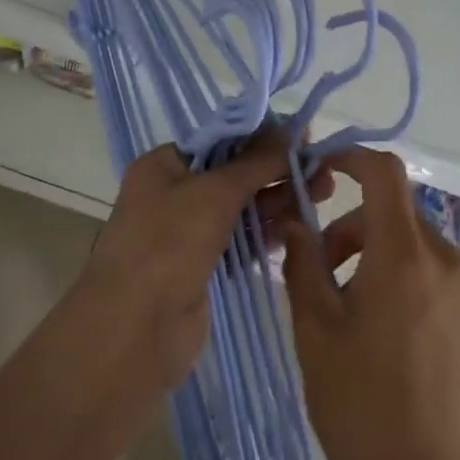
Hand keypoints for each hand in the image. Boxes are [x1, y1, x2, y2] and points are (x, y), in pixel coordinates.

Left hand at [81, 130, 333, 389]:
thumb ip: (257, 161)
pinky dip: (266, 233)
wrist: (135, 330)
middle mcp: (173, 194)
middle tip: (324, 173)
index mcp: (163, 165)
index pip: (221, 140)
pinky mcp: (203, 269)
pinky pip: (241, 241)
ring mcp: (187, 234)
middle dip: (277, 171)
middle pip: (234, 173)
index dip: (263, 138)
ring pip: (241, 209)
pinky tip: (299, 229)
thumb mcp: (214, 192)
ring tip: (323, 196)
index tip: (305, 139)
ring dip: (278, 201)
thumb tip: (294, 129)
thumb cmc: (168, 244)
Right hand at [282, 148, 459, 459]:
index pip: (385, 172)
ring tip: (357, 310)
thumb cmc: (357, 404)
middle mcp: (448, 261)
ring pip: (420, 249)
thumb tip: (297, 226)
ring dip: (384, 258)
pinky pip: (443, 282)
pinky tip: (396, 339)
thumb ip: (302, 262)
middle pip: (398, 215)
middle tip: (323, 269)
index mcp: (404, 255)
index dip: (352, 158)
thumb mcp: (313, 328)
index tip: (323, 171)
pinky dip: (413, 286)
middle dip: (356, 227)